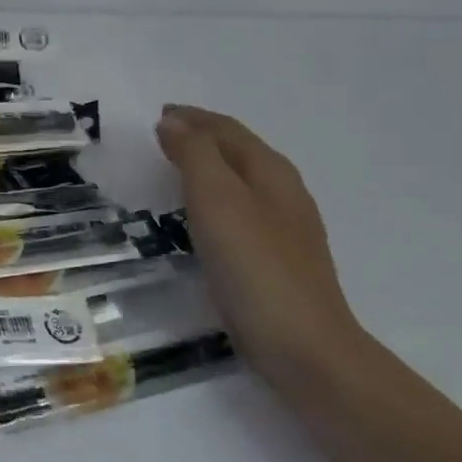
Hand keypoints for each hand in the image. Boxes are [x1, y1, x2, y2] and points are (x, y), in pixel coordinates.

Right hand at [154, 105, 362, 359]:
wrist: (302, 345)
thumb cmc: (254, 265)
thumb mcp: (217, 199)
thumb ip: (195, 154)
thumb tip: (173, 122)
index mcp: (270, 171)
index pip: (228, 130)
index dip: (193, 118)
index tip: (159, 115)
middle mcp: (283, 192)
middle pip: (239, 151)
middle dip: (202, 138)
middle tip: (162, 137)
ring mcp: (285, 228)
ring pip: (241, 181)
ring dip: (209, 168)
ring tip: (176, 170)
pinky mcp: (275, 260)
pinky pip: (240, 211)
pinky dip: (215, 199)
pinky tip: (202, 219)